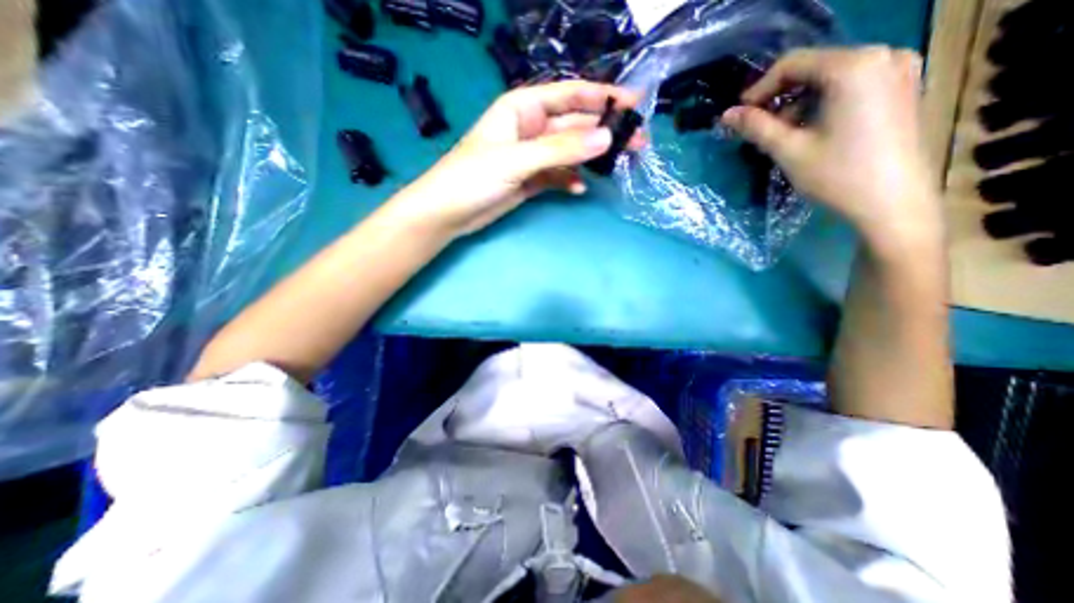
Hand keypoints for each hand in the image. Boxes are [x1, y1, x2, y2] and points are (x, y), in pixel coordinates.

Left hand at [390, 77, 640, 238]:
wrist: (449, 212)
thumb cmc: (473, 177)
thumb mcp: (517, 159)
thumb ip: (561, 149)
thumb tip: (606, 139)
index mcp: (524, 108)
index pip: (571, 96)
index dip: (603, 97)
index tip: (635, 103)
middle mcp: (531, 128)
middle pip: (575, 125)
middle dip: (604, 133)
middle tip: (637, 143)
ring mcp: (532, 156)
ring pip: (569, 152)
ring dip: (591, 159)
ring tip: (618, 166)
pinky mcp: (530, 180)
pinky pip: (558, 176)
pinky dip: (569, 181)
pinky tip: (579, 189)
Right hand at [722, 46, 941, 249]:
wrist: (892, 203)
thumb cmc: (837, 175)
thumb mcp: (789, 150)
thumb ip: (756, 127)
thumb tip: (726, 115)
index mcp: (854, 66)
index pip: (793, 63)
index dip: (759, 89)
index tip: (740, 115)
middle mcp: (883, 55)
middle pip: (814, 68)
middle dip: (780, 97)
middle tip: (758, 127)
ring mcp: (899, 69)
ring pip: (831, 78)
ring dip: (800, 102)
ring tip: (783, 134)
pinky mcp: (903, 87)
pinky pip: (852, 85)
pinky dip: (823, 104)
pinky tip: (811, 130)